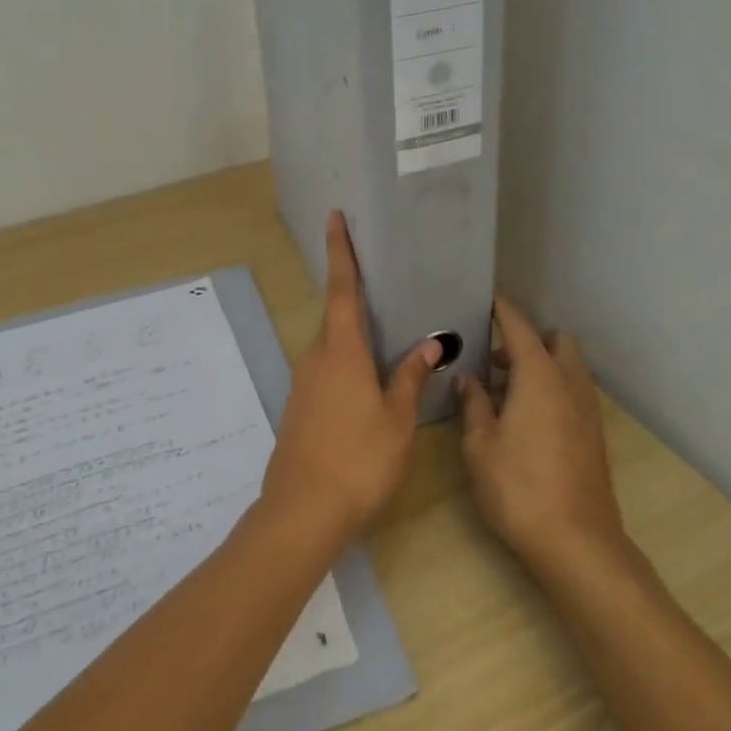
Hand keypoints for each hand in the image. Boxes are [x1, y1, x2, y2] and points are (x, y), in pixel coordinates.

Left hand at [261, 212, 441, 544]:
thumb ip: (410, 378)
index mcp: (341, 352)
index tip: (334, 218)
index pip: (343, 289)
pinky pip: (327, 369)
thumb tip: (430, 343)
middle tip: (382, 281)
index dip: (341, 252)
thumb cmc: (359, 460)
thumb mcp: (397, 420)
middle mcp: (316, 358)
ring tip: (386, 334)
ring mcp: (304, 383)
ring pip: (332, 346)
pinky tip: (368, 380)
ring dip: (354, 335)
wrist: (302, 512)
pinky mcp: (300, 406)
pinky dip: (347, 362)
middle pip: (336, 316)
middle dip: (355, 296)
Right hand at [457, 297, 628, 574]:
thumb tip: (468, 378)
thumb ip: (474, 403)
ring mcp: (588, 409)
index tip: (486, 302)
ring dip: (541, 366)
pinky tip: (526, 418)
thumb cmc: (518, 487)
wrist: (577, 543)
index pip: (520, 328)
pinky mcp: (594, 434)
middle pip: (556, 341)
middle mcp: (569, 383)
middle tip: (495, 359)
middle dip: (528, 340)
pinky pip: (573, 392)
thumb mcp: (480, 444)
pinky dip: (553, 389)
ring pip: (568, 368)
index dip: (503, 311)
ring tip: (505, 391)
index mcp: (539, 376)